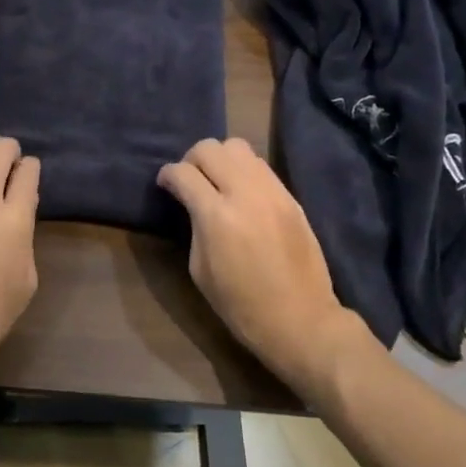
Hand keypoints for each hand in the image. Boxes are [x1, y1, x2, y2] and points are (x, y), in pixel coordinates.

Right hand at [157, 138, 375, 398]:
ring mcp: (272, 192)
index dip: (167, 175)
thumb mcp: (200, 269)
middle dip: (191, 159)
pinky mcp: (290, 197)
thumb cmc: (240, 305)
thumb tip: (193, 202)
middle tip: (189, 181)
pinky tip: (240, 192)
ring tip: (217, 182)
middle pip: (210, 148)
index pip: (183, 173)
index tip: (165, 184)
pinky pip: (260, 166)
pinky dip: (243, 170)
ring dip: (220, 159)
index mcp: (216, 216)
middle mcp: (244, 193)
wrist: (300, 319)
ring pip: (238, 147)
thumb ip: (195, 225)